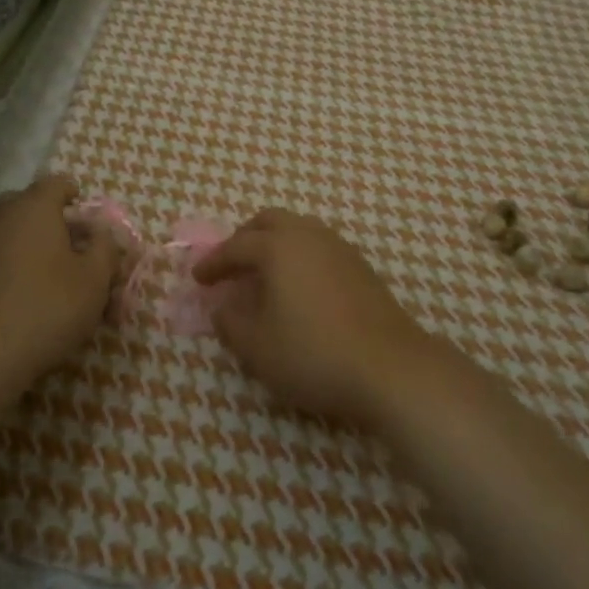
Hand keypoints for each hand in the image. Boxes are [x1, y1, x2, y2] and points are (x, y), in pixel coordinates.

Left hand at [0, 175, 120, 389]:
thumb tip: (101, 231)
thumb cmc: (45, 311)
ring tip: (21, 269)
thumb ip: (104, 249)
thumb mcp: (94, 282)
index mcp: (33, 208)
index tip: (81, 213)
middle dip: (40, 219)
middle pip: (20, 204)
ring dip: (7, 241)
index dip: (71, 195)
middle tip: (57, 247)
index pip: (55, 183)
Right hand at [192, 209, 438, 425]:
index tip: (197, 278)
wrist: (390, 367)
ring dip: (274, 245)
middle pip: (269, 221)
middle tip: (231, 265)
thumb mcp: (257, 347)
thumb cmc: (313, 354)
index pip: (235, 246)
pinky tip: (298, 287)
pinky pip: (319, 247)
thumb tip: (222, 306)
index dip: (213, 262)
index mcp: (277, 247)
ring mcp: (340, 248)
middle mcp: (308, 236)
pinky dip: (299, 257)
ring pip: (298, 230)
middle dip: (244, 238)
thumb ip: (231, 322)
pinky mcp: (361, 267)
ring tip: (263, 275)